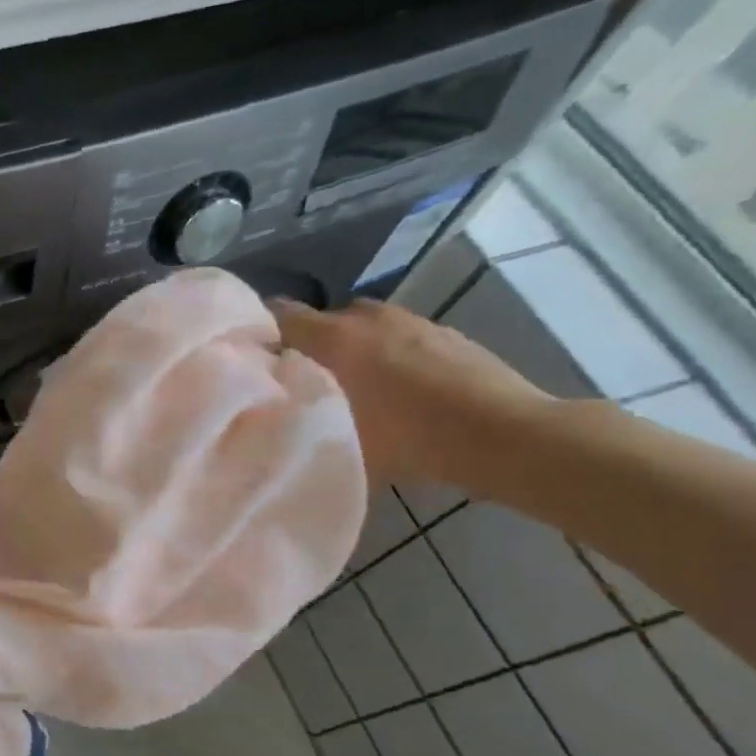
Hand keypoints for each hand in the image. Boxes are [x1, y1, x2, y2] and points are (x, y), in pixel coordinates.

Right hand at [271, 298, 552, 486]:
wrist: (506, 435)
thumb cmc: (410, 441)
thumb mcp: (338, 441)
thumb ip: (299, 420)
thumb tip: (273, 418)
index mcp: (333, 337)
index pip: (277, 315)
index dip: (258, 334)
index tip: (250, 361)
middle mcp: (365, 316)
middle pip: (318, 321)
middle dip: (306, 347)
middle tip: (301, 384)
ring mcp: (408, 319)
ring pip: (359, 328)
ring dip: (349, 350)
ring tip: (351, 388)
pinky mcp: (442, 331)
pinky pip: (394, 337)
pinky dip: (385, 355)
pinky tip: (395, 391)